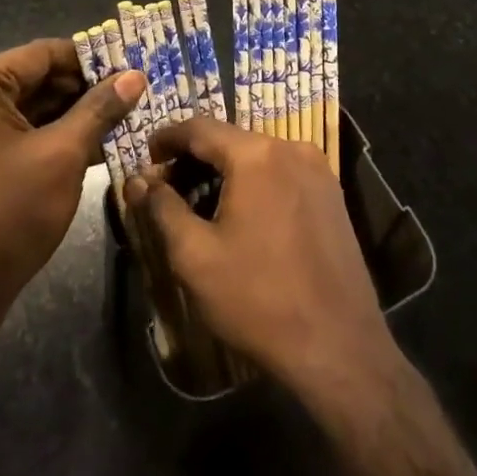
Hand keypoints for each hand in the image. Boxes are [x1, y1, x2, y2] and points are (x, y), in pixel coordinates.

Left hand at [0, 40, 143, 356]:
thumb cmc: (5, 216)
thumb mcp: (62, 156)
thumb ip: (99, 109)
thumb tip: (134, 76)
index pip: (43, 53)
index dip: (91, 59)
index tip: (132, 67)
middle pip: (35, 80)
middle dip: (85, 90)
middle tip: (135, 96)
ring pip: (29, 110)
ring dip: (73, 116)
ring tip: (125, 120)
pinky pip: (16, 135)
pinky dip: (52, 139)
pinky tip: (96, 147)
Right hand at [125, 116, 398, 416]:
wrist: (339, 347)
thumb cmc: (258, 299)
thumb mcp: (195, 256)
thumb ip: (162, 209)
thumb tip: (138, 180)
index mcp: (256, 154)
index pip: (199, 128)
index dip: (166, 138)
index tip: (144, 157)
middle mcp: (290, 148)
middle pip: (229, 140)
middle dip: (193, 159)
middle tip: (165, 189)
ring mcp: (317, 170)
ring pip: (256, 156)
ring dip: (223, 172)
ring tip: (197, 205)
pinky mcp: (331, 194)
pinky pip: (281, 173)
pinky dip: (253, 183)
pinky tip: (239, 215)